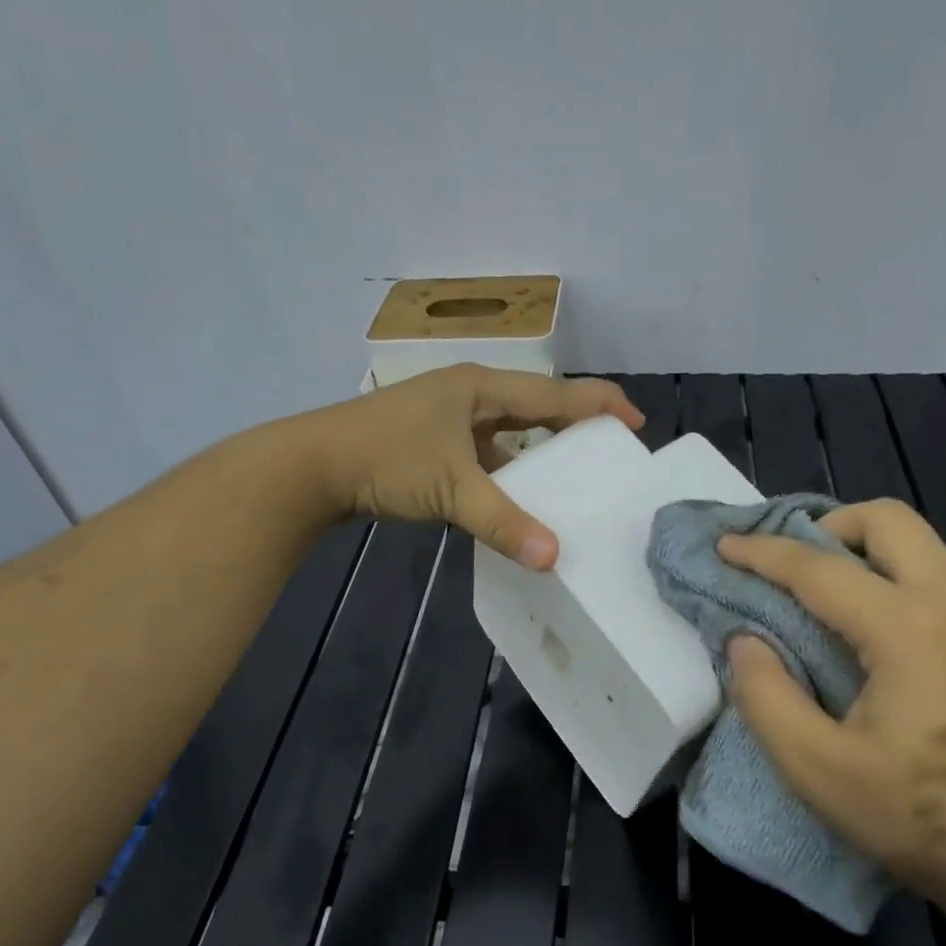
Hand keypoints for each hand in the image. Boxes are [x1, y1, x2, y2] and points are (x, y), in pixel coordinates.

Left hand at [299, 364, 643, 567]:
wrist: (310, 467)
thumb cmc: (384, 460)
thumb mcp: (451, 489)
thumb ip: (503, 522)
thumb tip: (554, 558)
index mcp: (481, 387)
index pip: (555, 391)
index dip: (599, 405)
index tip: (636, 425)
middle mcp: (468, 395)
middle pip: (535, 406)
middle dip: (573, 427)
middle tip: (608, 454)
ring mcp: (447, 418)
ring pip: (508, 431)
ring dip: (538, 451)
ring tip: (572, 479)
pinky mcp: (431, 444)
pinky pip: (485, 453)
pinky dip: (506, 471)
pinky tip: (517, 495)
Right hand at [717, 499, 945, 912]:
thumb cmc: (925, 820)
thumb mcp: (818, 770)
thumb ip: (766, 697)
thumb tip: (746, 641)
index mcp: (906, 627)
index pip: (817, 567)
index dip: (760, 553)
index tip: (721, 546)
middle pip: (887, 519)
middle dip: (826, 525)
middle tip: (786, 565)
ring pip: (919, 542)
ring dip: (861, 547)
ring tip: (821, 589)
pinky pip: (937, 574)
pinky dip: (891, 572)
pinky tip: (870, 625)